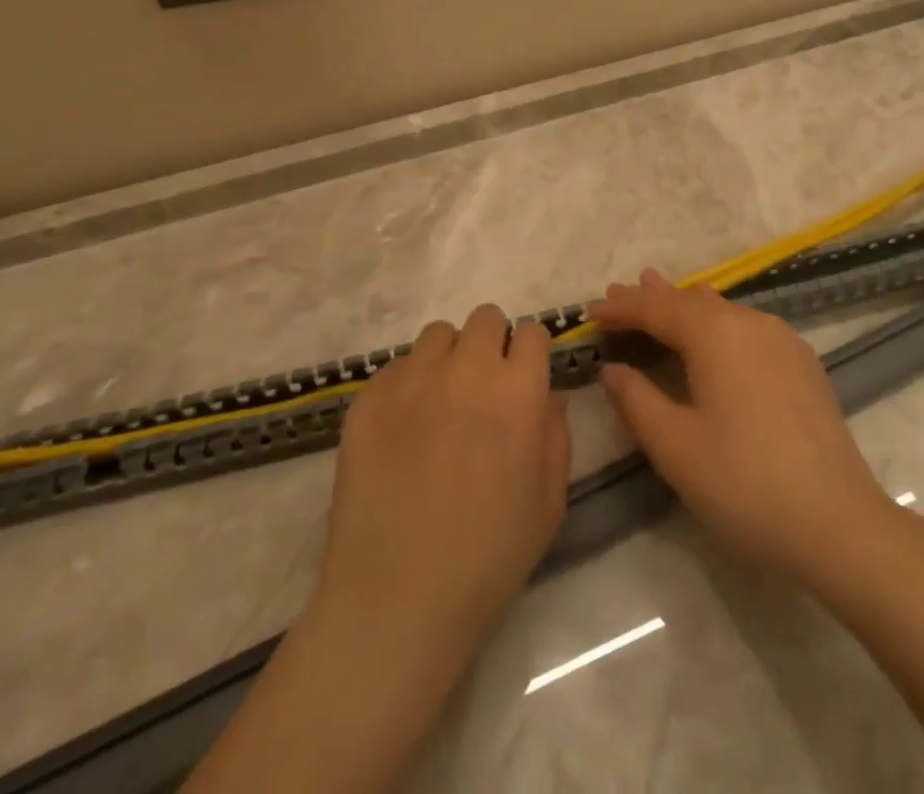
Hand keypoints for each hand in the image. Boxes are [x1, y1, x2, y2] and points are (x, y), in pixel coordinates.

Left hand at [188, 307, 569, 793]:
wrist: (395, 606)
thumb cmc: (488, 560)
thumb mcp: (549, 503)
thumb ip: (556, 435)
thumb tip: (547, 395)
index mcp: (518, 392)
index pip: (532, 332)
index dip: (531, 354)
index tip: (525, 379)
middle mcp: (467, 371)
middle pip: (485, 318)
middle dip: (492, 345)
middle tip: (483, 390)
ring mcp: (412, 381)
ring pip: (438, 335)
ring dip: (449, 358)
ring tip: (442, 403)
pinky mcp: (367, 400)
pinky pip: (396, 367)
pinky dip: (408, 384)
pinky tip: (403, 430)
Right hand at [595, 269, 894, 589]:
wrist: (838, 523)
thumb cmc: (744, 484)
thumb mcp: (676, 447)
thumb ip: (637, 401)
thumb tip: (612, 369)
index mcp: (716, 334)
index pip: (657, 309)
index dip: (622, 308)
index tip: (591, 312)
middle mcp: (750, 323)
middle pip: (691, 302)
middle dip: (652, 299)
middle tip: (619, 292)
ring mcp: (782, 340)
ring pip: (722, 310)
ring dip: (686, 305)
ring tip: (659, 289)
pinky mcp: (801, 363)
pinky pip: (747, 326)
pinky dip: (718, 321)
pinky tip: (715, 325)